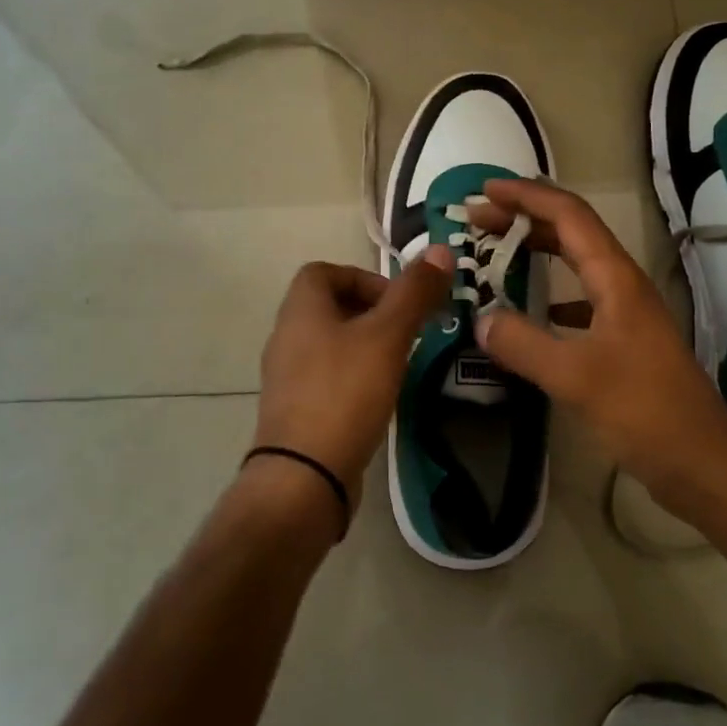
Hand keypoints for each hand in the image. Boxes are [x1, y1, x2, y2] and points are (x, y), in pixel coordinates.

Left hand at [251, 249, 454, 511]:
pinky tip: (378, 398)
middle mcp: (286, 336)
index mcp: (300, 309)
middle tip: (406, 333)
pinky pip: (326, 377)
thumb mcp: (387, 336)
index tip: (396, 302)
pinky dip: (353, 377)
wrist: (304, 475)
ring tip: (398, 365)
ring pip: (330, 343)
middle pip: (330, 306)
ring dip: (364, 345)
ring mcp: (286, 377)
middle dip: (372, 313)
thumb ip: (414, 293)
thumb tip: (440, 250)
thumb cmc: (345, 392)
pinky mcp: (294, 410)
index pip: (323, 271)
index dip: (362, 277)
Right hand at [469, 179, 726, 526]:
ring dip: (536, 252)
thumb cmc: (645, 412)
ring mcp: (626, 314)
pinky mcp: (624, 343)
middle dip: (524, 219)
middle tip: (477, 220)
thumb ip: (523, 344)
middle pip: (571, 233)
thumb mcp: (576, 377)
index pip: (569, 215)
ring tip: (494, 255)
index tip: (484, 190)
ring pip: (576, 266)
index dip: (527, 196)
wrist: (703, 464)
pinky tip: (529, 313)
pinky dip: (549, 295)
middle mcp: (623, 285)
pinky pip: (580, 301)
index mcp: (616, 279)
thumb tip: (480, 317)